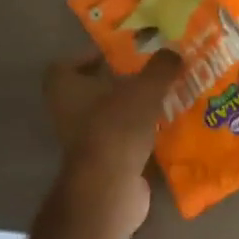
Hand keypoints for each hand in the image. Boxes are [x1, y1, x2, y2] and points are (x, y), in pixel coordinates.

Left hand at [42, 50, 181, 237]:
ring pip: (107, 116)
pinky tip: (163, 127)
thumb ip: (160, 67)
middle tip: (148, 74)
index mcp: (65, 88)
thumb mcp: (145, 89)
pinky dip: (137, 134)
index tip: (117, 56)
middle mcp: (67, 112)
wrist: (109, 187)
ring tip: (162, 98)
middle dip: (118, 83)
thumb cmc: (117, 127)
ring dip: (130, 108)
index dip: (87, 58)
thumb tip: (173, 51)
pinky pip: (120, 139)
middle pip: (90, 91)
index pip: (65, 65)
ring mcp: (82, 141)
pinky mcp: (100, 163)